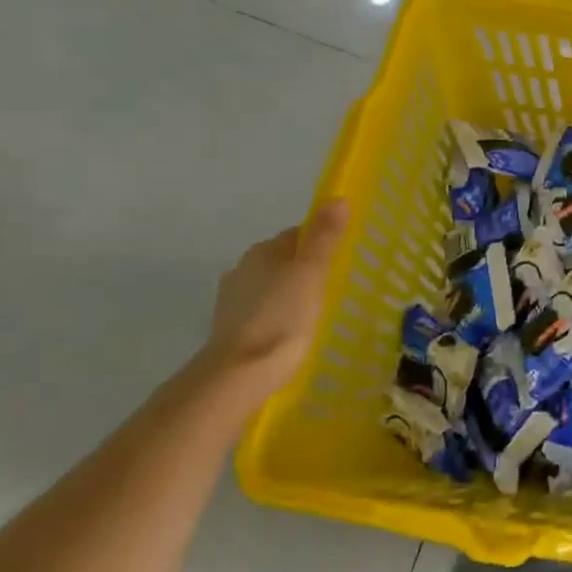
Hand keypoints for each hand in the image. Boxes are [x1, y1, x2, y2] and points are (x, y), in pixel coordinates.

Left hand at [200, 201, 348, 398]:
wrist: (240, 373)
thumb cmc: (283, 316)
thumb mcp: (312, 272)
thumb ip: (324, 236)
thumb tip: (337, 197)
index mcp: (262, 251)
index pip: (296, 235)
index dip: (320, 243)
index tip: (340, 261)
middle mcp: (242, 269)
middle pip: (282, 260)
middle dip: (304, 269)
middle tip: (332, 288)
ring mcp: (233, 301)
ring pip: (271, 287)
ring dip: (288, 294)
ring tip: (315, 313)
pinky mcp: (230, 329)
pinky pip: (262, 312)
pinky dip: (277, 316)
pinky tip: (291, 332)